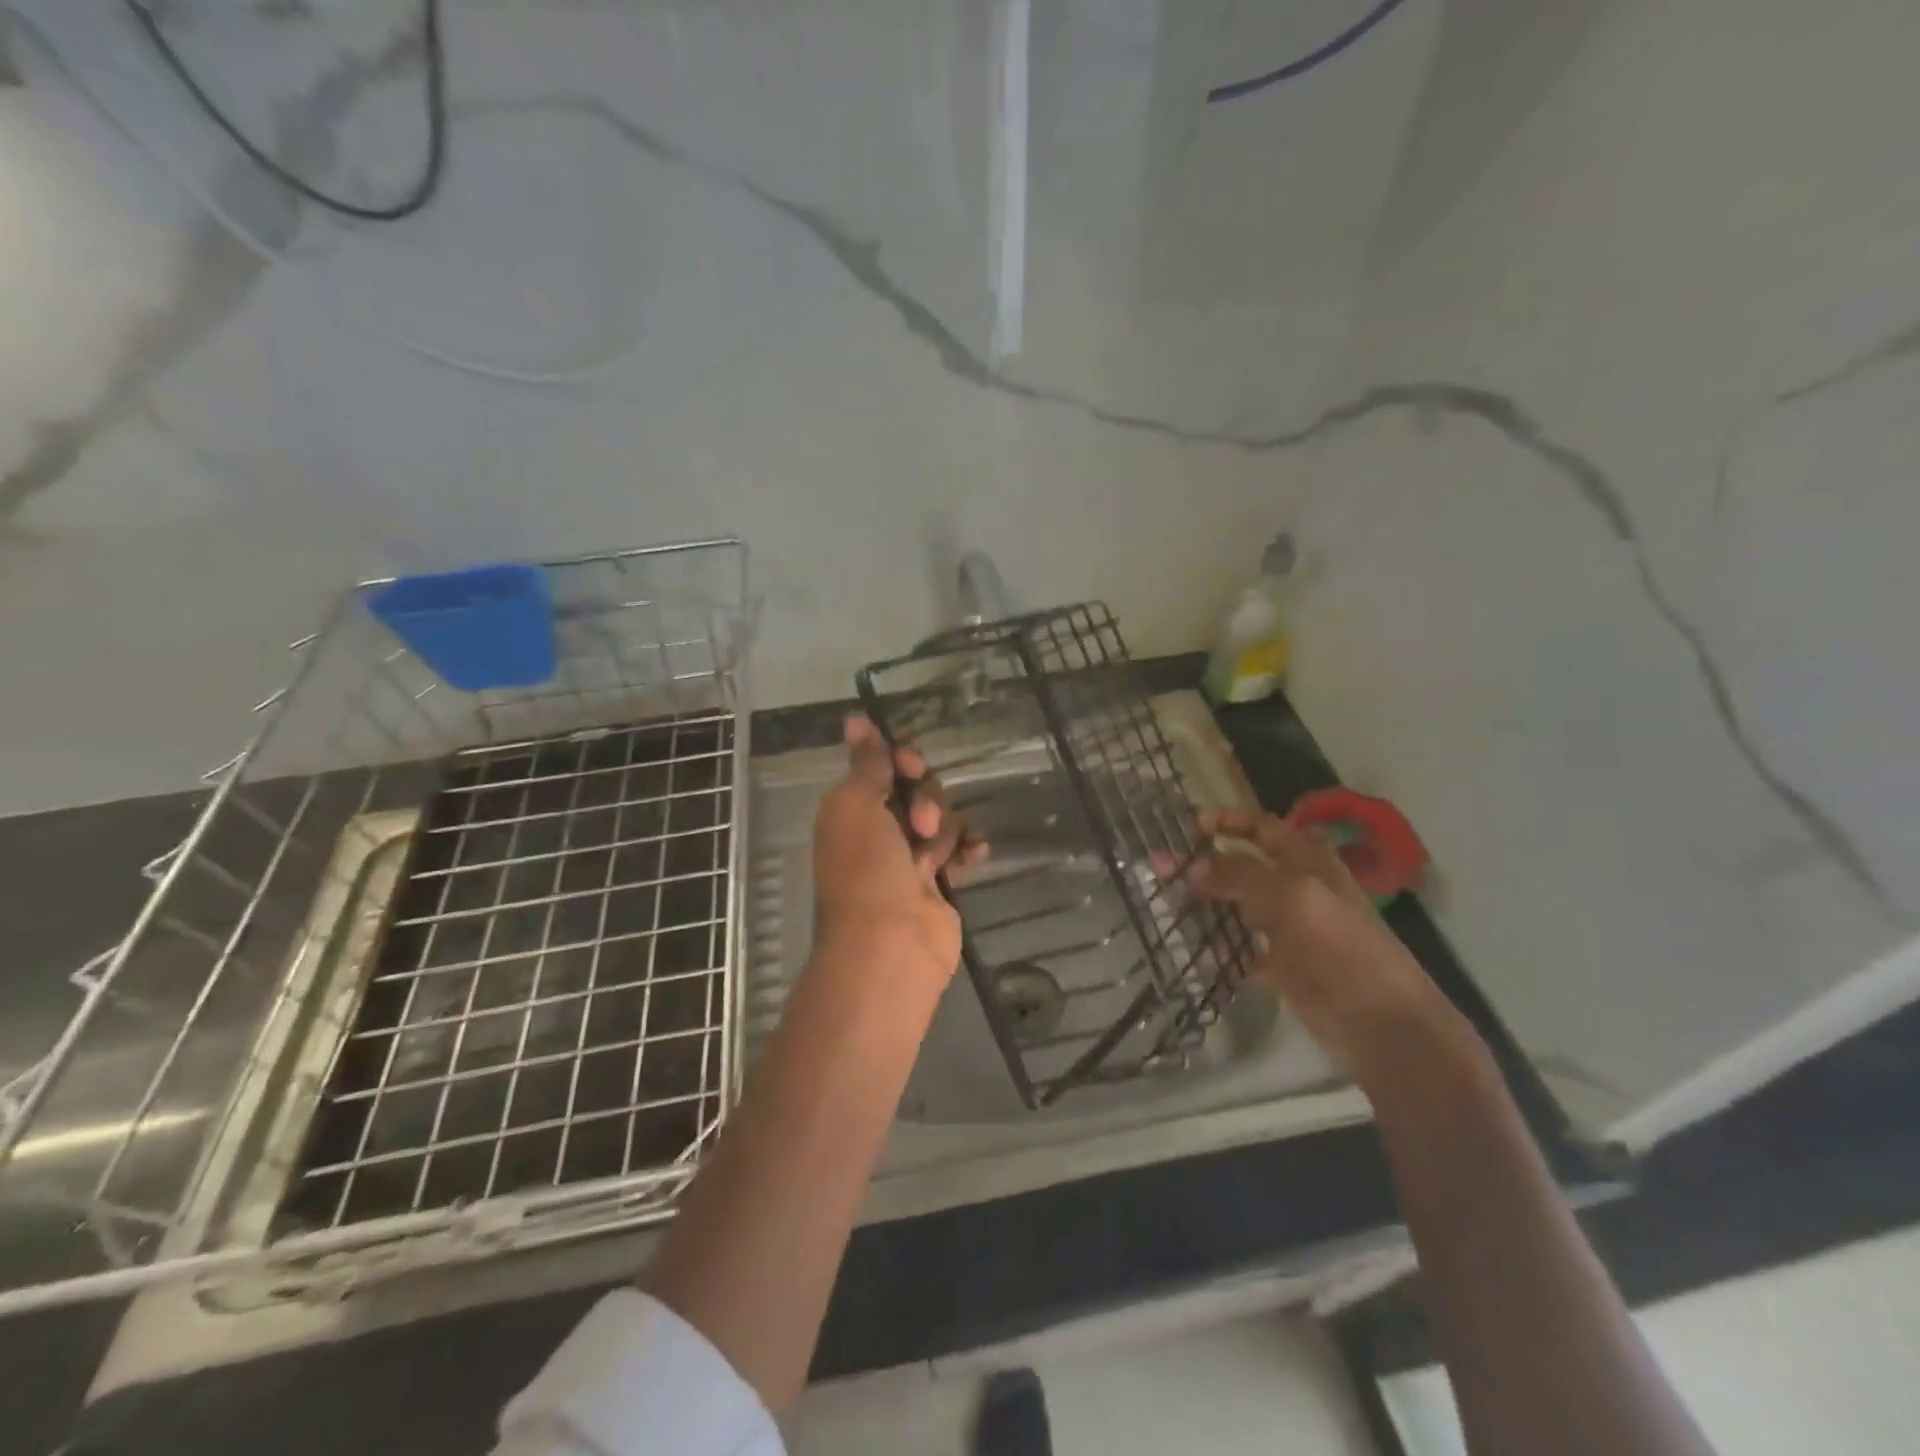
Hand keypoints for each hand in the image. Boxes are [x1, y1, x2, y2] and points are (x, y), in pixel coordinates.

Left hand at [811, 716, 982, 987]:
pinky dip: (968, 849)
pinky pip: (960, 852)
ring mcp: (910, 860)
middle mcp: (879, 831)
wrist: (889, 946)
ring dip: (944, 827)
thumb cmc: (866, 870)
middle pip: (917, 790)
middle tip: (919, 823)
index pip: (882, 767)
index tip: (911, 765)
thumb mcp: (856, 806)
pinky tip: (977, 852)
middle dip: (925, 799)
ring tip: (932, 854)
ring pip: (941, 818)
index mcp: (852, 811)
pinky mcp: (939, 884)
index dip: (900, 760)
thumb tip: (854, 719)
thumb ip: (865, 763)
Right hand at [1178, 808, 1465, 1065]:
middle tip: (1161, 869)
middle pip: (1244, 866)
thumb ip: (1238, 874)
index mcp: (1307, 861)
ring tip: (1170, 906)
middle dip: (1205, 864)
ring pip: (1240, 907)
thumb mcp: (1289, 895)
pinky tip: (1199, 950)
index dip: (1226, 821)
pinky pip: (1244, 951)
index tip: (1186, 825)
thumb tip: (1190, 865)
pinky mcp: (1284, 967)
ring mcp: (1290, 929)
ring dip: (1209, 904)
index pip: (1261, 827)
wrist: (1380, 1021)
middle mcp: (1298, 888)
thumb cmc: (1339, 944)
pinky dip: (1223, 949)